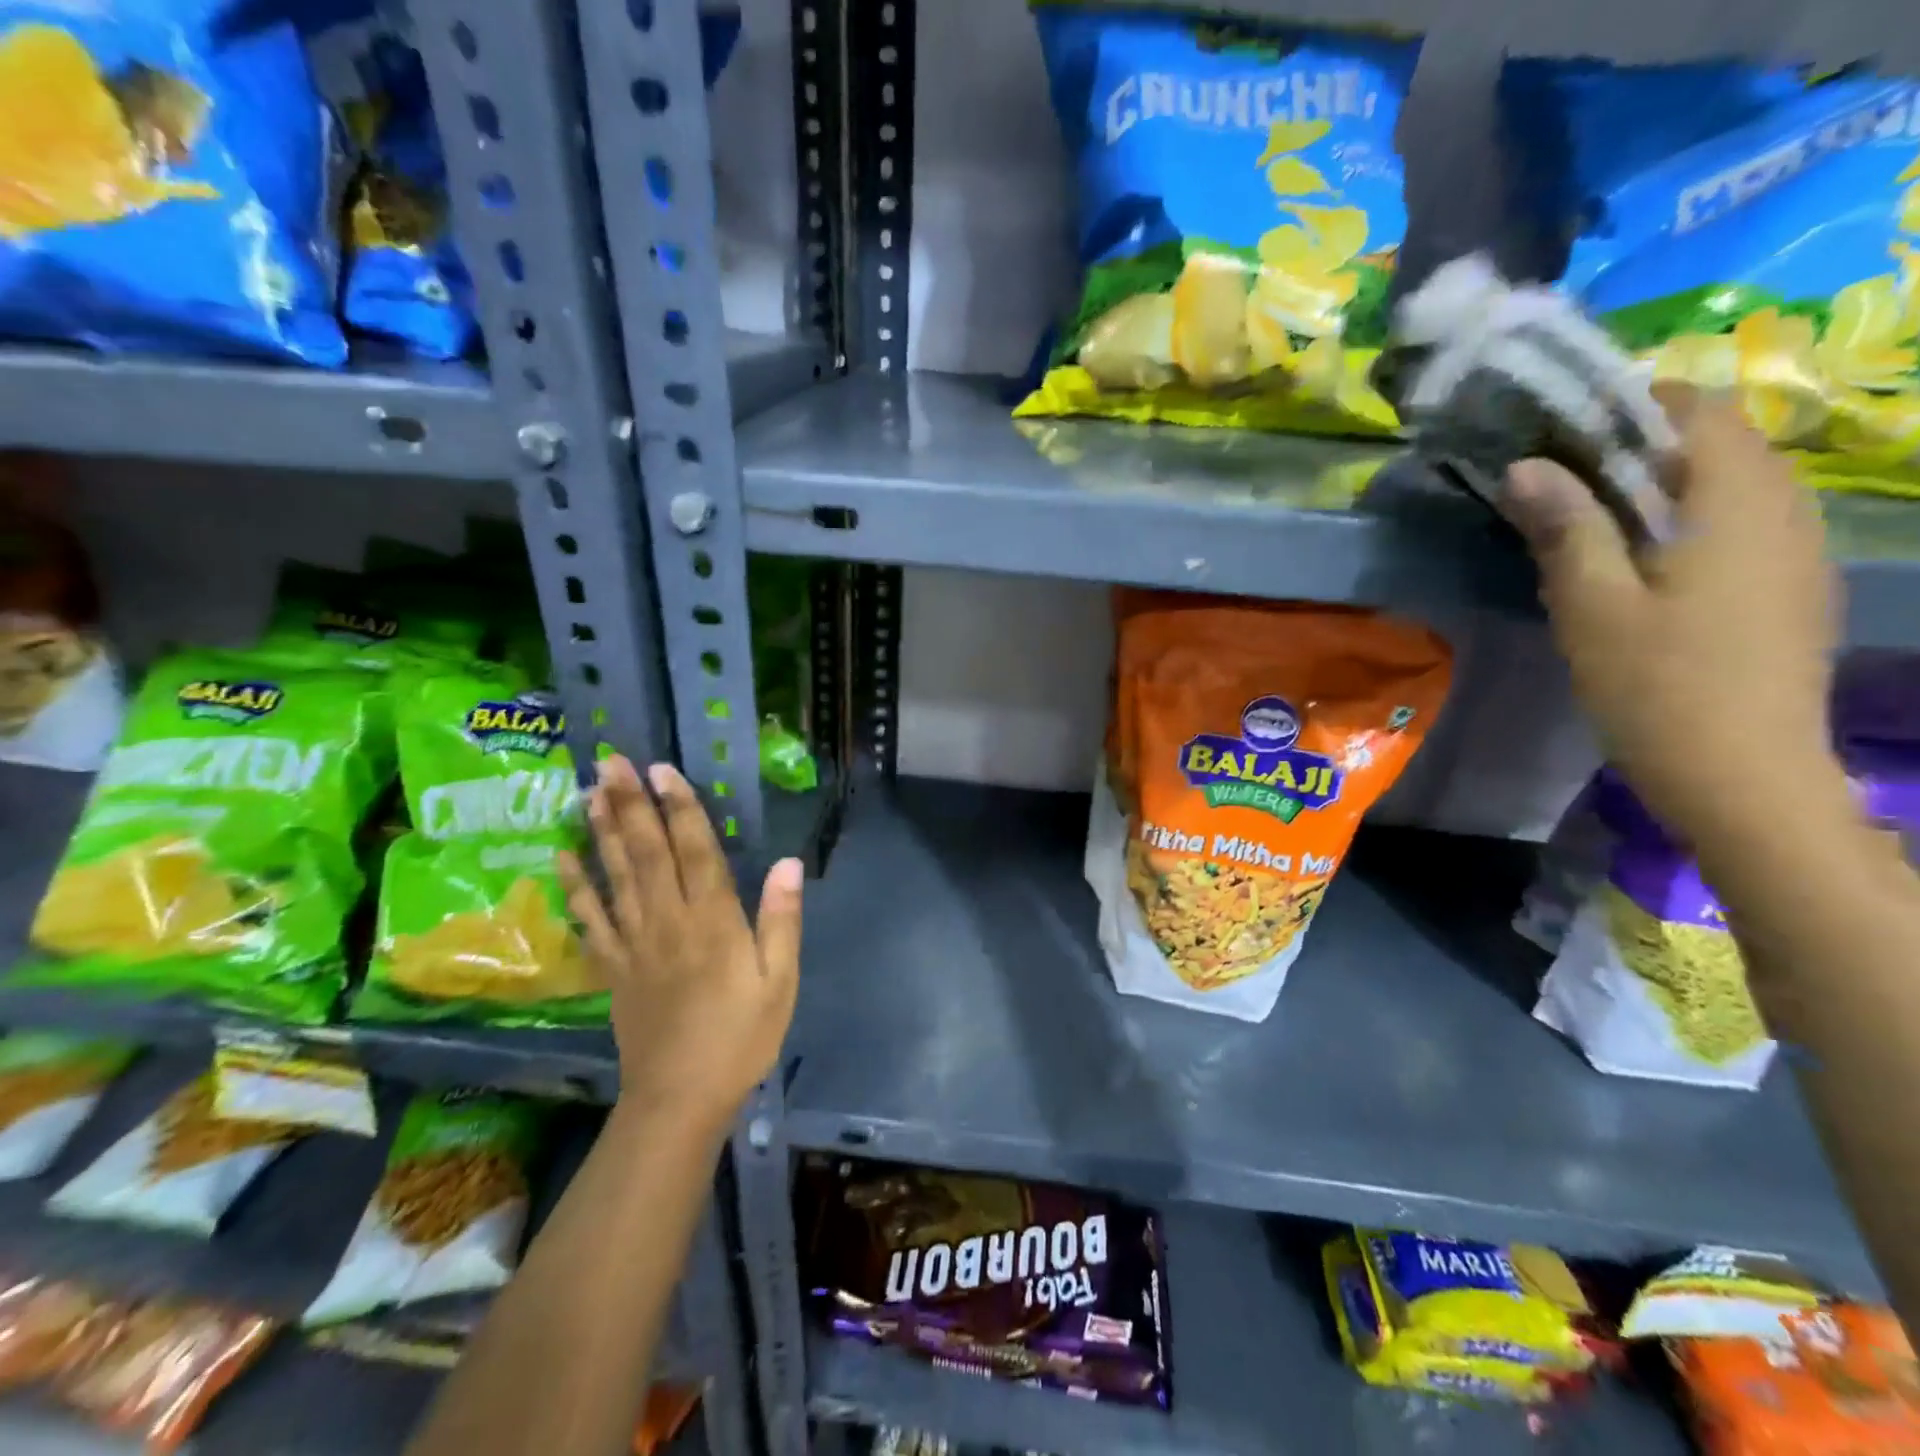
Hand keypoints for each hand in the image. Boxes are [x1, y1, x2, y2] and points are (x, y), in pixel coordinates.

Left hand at [556, 756, 801, 1138]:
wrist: (680, 1098)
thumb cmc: (741, 1037)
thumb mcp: (779, 981)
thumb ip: (781, 920)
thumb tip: (790, 862)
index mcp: (713, 922)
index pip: (695, 852)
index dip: (680, 808)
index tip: (661, 770)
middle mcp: (668, 921)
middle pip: (646, 852)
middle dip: (629, 804)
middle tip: (610, 760)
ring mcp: (634, 943)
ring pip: (615, 876)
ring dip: (600, 830)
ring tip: (588, 790)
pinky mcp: (612, 966)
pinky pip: (590, 919)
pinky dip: (575, 886)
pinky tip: (563, 856)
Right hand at [1502, 384, 1846, 852]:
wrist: (1744, 774)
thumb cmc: (1657, 684)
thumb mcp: (1592, 604)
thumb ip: (1565, 527)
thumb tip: (1526, 466)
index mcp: (1736, 503)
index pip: (1697, 411)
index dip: (1630, 405)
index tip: (1561, 427)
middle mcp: (1784, 511)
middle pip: (1720, 443)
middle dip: (1640, 445)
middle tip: (1562, 476)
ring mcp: (1797, 552)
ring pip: (1734, 485)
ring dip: (1665, 483)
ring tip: (1592, 517)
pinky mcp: (1791, 589)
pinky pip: (1743, 525)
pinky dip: (1691, 520)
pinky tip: (1644, 563)